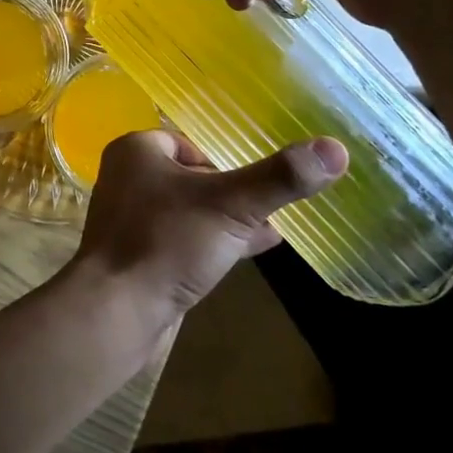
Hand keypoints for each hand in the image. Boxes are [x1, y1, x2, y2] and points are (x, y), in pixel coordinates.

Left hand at [72, 129, 347, 315]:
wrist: (117, 310)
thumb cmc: (167, 241)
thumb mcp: (231, 205)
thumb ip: (279, 178)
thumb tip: (335, 147)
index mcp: (136, 150)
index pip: (188, 142)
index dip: (223, 161)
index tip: (256, 183)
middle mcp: (127, 178)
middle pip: (192, 176)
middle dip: (231, 192)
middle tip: (270, 208)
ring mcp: (130, 218)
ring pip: (189, 210)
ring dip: (227, 219)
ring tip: (271, 230)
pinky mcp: (138, 254)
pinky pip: (182, 239)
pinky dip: (213, 242)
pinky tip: (251, 253)